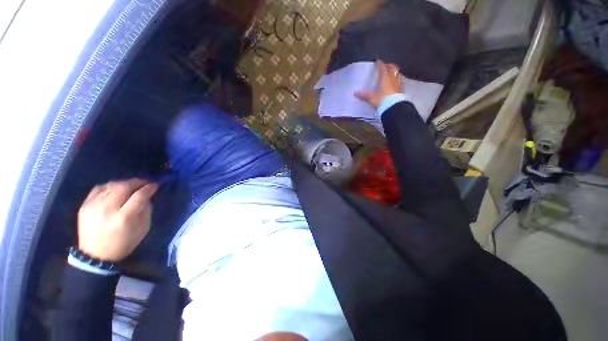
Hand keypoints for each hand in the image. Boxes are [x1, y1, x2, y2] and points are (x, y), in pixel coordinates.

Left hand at [77, 179, 158, 261]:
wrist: (95, 255)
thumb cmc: (124, 243)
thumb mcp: (143, 228)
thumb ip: (146, 210)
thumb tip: (147, 196)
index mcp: (124, 217)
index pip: (139, 196)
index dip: (149, 188)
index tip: (156, 185)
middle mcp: (107, 209)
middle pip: (124, 187)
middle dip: (137, 182)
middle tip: (145, 182)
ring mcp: (93, 206)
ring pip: (111, 185)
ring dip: (124, 183)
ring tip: (131, 186)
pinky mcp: (84, 205)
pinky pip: (99, 188)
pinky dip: (110, 186)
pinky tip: (115, 189)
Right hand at [355, 60, 402, 107]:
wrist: (394, 107)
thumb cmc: (382, 100)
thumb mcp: (371, 98)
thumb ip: (364, 95)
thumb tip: (355, 93)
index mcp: (384, 79)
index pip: (382, 69)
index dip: (380, 64)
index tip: (378, 61)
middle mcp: (392, 79)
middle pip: (392, 69)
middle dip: (388, 65)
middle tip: (386, 65)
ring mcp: (398, 83)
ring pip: (397, 73)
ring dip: (394, 71)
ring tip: (392, 71)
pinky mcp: (401, 89)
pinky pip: (400, 81)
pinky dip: (398, 79)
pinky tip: (397, 81)